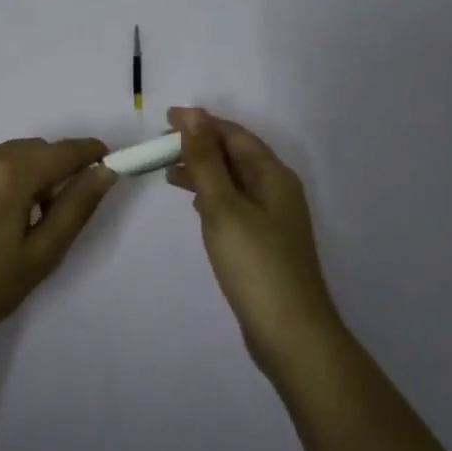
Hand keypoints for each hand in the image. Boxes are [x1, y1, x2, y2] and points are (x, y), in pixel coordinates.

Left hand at [0, 137, 115, 359]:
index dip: (89, 152)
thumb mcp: (42, 255)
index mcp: (11, 175)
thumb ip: (77, 207)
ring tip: (16, 219)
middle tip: (55, 210)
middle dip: (53, 168)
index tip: (104, 162)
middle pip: (33, 149)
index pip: (63, 151)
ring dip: (22, 173)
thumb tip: (104, 171)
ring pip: (4, 155)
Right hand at [167, 107, 342, 374]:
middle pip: (235, 155)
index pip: (234, 135)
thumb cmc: (256, 264)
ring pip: (233, 180)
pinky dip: (212, 196)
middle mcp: (277, 190)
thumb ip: (205, 160)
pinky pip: (235, 204)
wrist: (291, 335)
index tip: (165, 119)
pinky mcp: (264, 242)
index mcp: (273, 175)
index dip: (201, 123)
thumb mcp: (223, 206)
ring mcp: (273, 218)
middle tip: (160, 146)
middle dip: (200, 145)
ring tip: (167, 172)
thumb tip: (191, 115)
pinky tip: (194, 204)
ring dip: (203, 170)